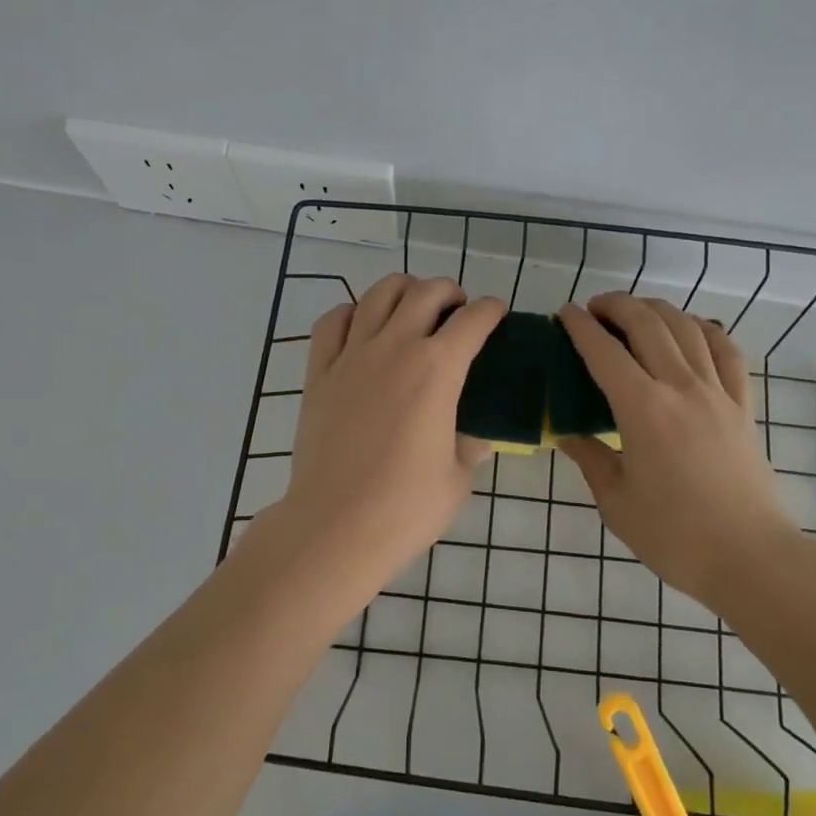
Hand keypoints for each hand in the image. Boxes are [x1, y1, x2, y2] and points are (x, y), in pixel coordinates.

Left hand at [277, 274, 504, 590]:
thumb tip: (477, 439)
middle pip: (425, 293)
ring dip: (403, 290)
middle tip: (457, 310)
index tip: (496, 313)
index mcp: (438, 370)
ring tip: (412, 306)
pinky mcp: (319, 373)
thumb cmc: (406, 507)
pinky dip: (351, 313)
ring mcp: (352, 356)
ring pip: (378, 295)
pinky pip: (332, 323)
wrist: (335, 526)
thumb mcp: (456, 479)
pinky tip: (361, 326)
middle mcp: (395, 348)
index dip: (490, 310)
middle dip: (449, 291)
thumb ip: (469, 448)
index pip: (472, 321)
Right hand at [557, 293, 799, 605]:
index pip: (605, 352)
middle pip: (648, 324)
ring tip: (635, 312)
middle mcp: (681, 387)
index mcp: (644, 410)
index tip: (565, 313)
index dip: (581, 327)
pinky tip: (691, 328)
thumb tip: (567, 433)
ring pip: (687, 327)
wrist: (751, 558)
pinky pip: (726, 350)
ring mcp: (718, 392)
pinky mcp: (742, 404)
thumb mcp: (616, 502)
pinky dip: (704, 328)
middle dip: (616, 305)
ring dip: (656, 309)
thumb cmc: (675, 536)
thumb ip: (590, 458)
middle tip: (594, 308)